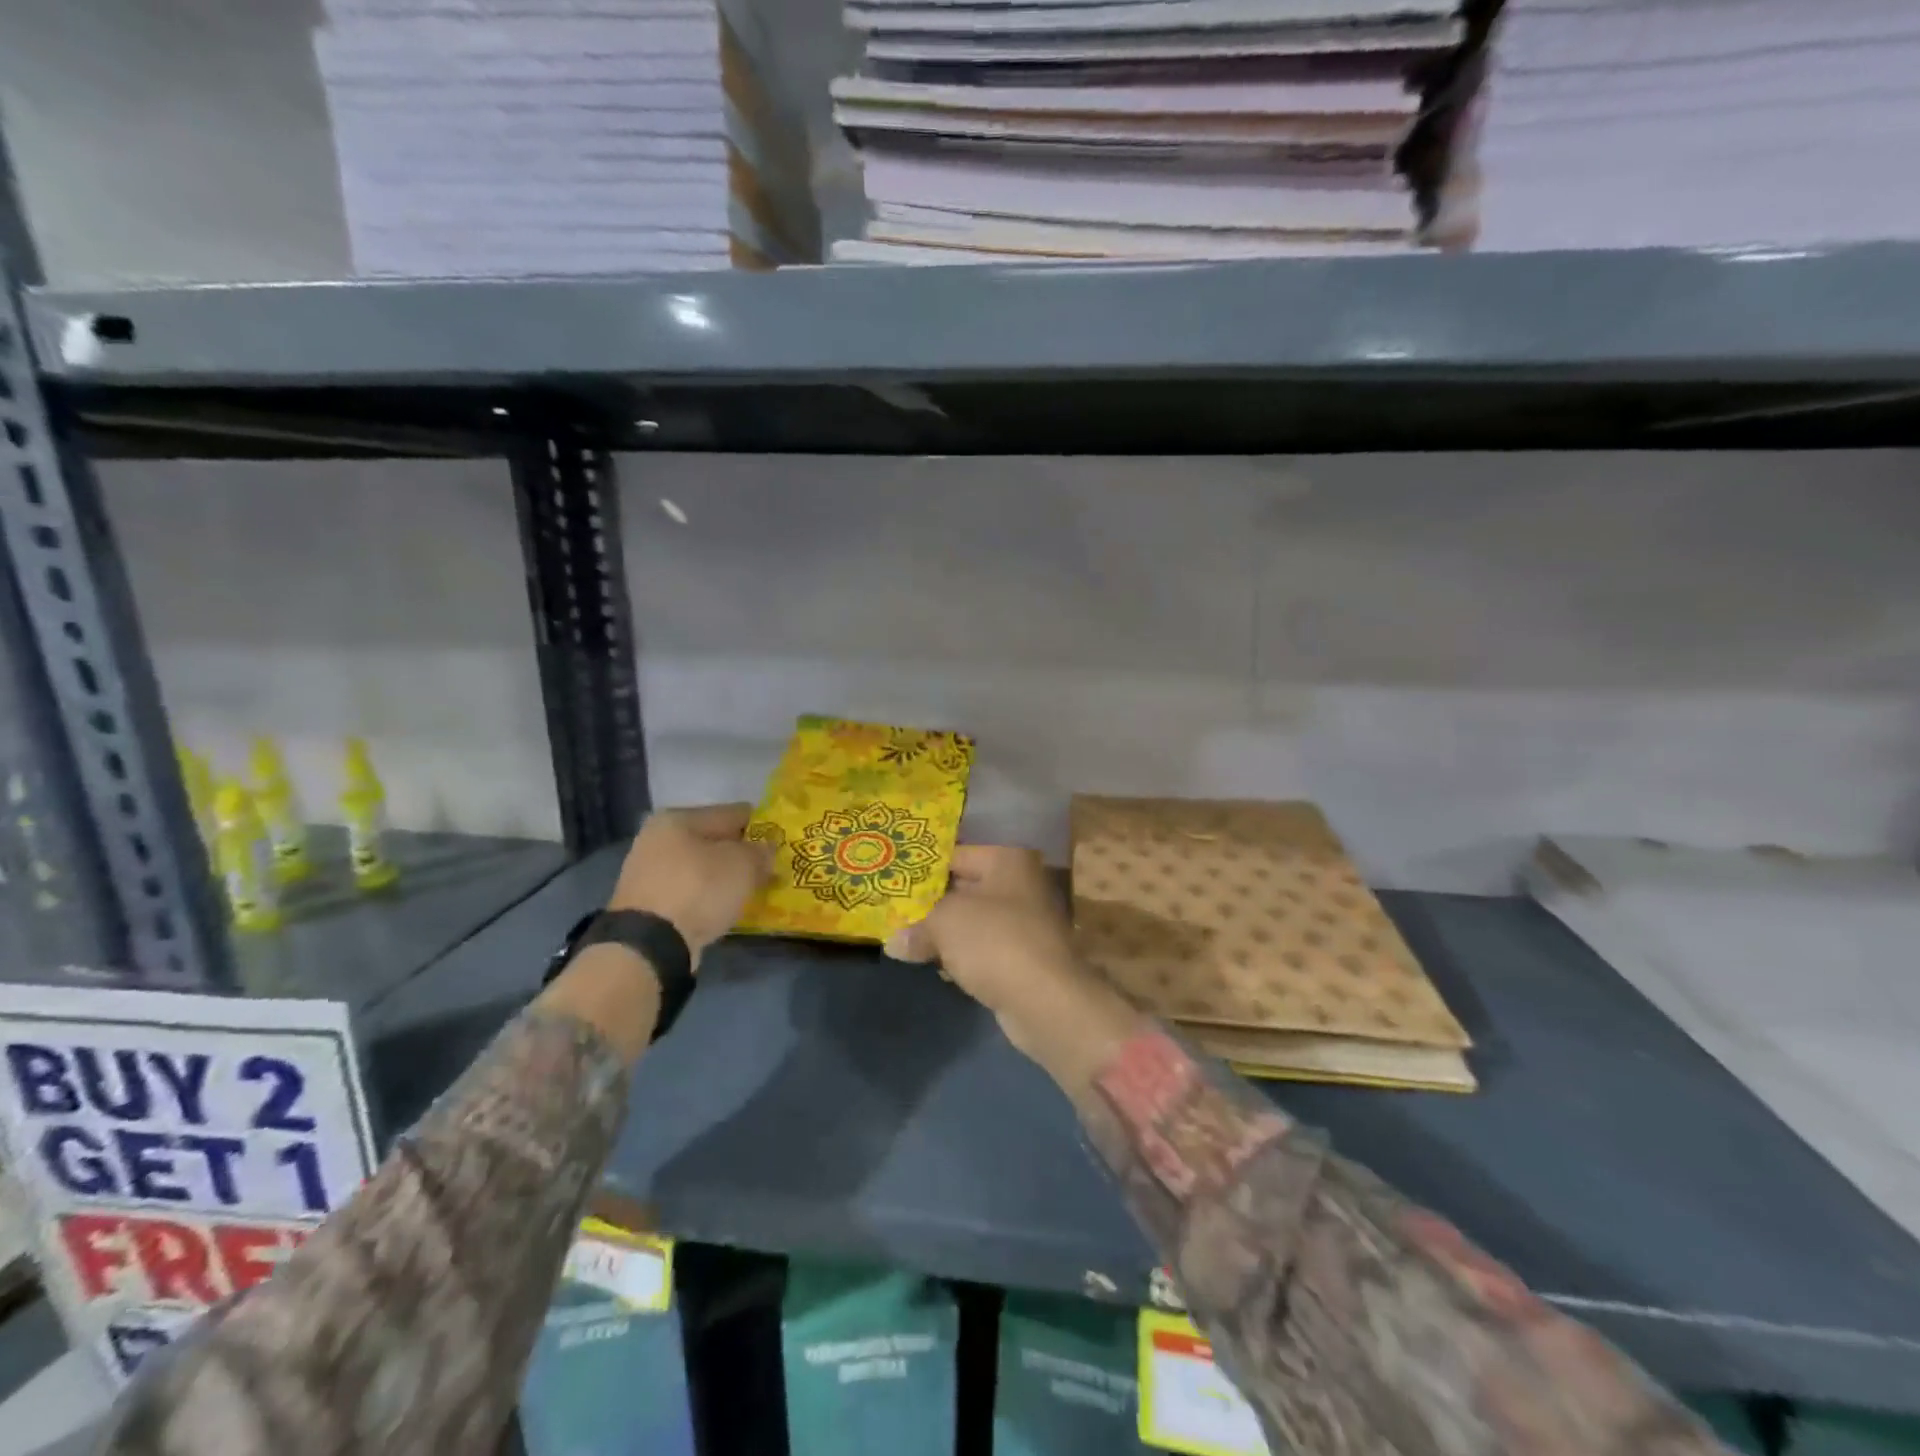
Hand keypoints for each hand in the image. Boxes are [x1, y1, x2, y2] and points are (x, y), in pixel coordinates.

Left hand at [607, 803, 773, 962]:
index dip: (760, 826)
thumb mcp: (743, 865)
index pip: (732, 813)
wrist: (650, 945)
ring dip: (724, 877)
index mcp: (678, 818)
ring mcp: (648, 873)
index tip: (781, 841)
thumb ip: (761, 852)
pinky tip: (726, 906)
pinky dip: (708, 896)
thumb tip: (766, 850)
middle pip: (713, 841)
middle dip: (740, 854)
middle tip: (768, 868)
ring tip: (750, 889)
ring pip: (701, 868)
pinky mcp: (646, 904)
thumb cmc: (699, 889)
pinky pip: (689, 892)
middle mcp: (657, 838)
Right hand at [885, 846, 1143, 1090]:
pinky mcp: (1021, 958)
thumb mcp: (944, 922)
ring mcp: (1023, 923)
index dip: (921, 868)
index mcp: (1006, 860)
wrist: (1046, 1001)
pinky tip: (936, 966)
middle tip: (890, 911)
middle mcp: (1018, 884)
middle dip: (928, 903)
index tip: (890, 880)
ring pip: (970, 921)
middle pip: (962, 888)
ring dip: (942, 932)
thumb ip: (916, 924)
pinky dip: (960, 956)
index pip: (954, 853)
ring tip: (903, 940)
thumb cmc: (994, 942)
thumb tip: (893, 941)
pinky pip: (981, 949)